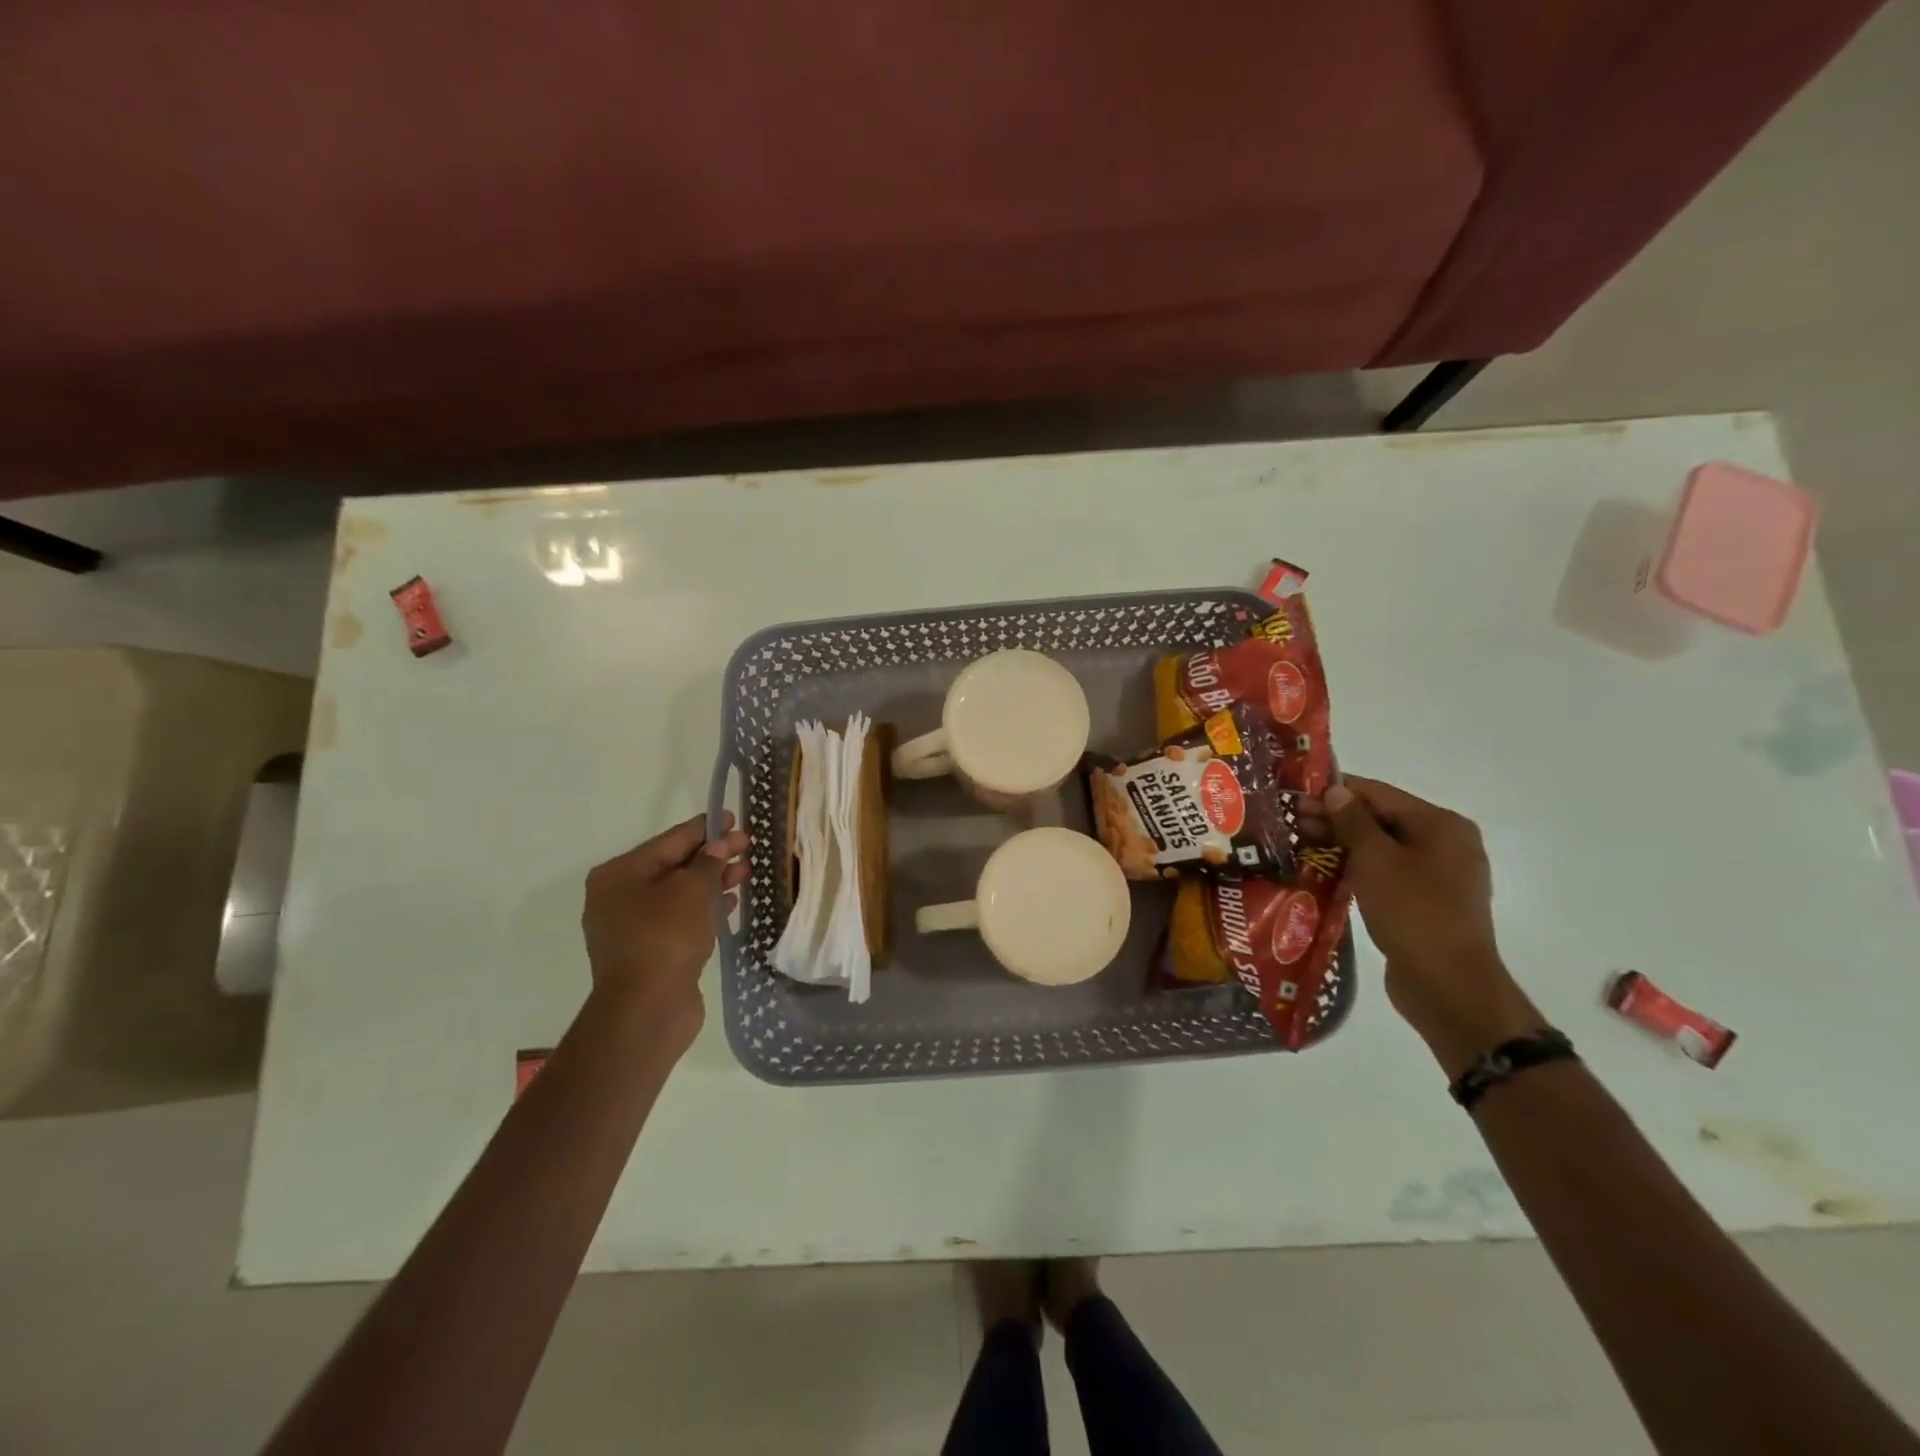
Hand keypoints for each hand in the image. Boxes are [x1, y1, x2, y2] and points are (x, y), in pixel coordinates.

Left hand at [581, 813, 750, 1045]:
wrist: (647, 1010)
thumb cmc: (665, 938)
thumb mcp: (691, 890)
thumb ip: (708, 862)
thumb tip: (719, 844)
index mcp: (619, 875)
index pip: (669, 841)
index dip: (705, 828)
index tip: (733, 818)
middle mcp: (619, 897)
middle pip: (674, 866)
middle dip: (713, 856)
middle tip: (749, 846)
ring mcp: (633, 926)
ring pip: (680, 893)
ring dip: (713, 882)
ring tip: (747, 872)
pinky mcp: (650, 950)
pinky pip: (680, 918)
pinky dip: (705, 908)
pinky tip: (731, 903)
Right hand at [1323, 777, 1541, 1074]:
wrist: (1448, 986)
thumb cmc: (1413, 912)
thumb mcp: (1376, 860)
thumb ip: (1353, 822)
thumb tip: (1335, 791)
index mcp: (1442, 826)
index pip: (1380, 794)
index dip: (1336, 791)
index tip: (1296, 794)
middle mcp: (1446, 845)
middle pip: (1381, 820)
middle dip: (1335, 819)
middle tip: (1291, 822)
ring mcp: (1438, 876)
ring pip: (1381, 849)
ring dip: (1342, 845)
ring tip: (1300, 845)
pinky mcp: (1426, 903)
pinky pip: (1386, 874)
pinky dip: (1357, 869)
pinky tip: (1324, 872)